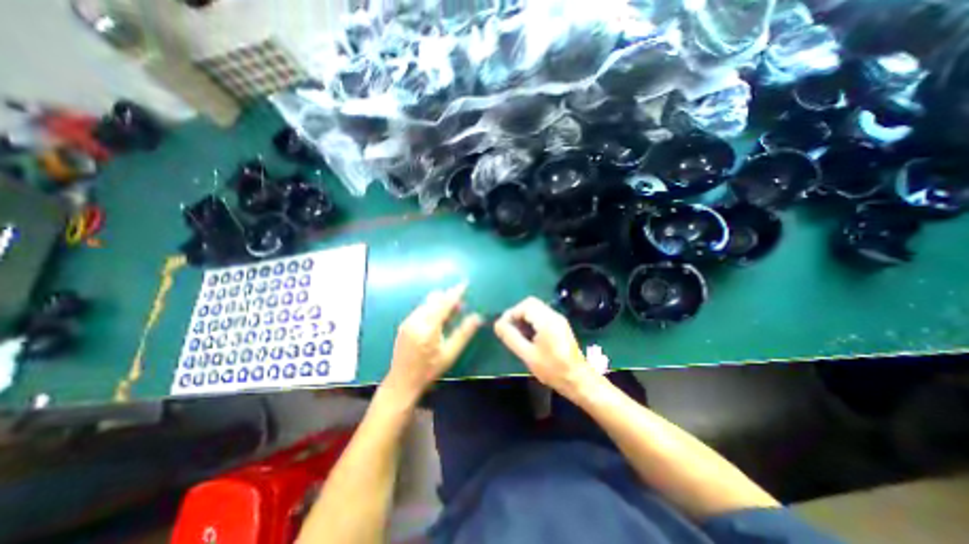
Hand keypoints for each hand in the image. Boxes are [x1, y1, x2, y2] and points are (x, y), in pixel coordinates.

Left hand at [382, 283, 479, 401]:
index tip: (464, 284)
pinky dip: (431, 308)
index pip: (444, 303)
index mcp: (428, 328)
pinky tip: (437, 321)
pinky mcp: (404, 323)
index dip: (456, 293)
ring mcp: (408, 320)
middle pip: (434, 298)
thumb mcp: (450, 353)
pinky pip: (421, 308)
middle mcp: (416, 320)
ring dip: (440, 303)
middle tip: (460, 308)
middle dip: (448, 298)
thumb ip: (464, 333)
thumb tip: (478, 317)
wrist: (402, 381)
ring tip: (450, 316)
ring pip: (427, 302)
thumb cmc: (429, 370)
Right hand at [495, 298, 602, 398]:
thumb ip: (511, 338)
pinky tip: (528, 337)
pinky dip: (532, 322)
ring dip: (524, 318)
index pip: (525, 305)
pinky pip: (542, 316)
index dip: (511, 313)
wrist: (578, 380)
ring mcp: (559, 320)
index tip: (503, 328)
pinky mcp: (560, 326)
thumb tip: (497, 324)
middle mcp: (554, 315)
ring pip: (536, 309)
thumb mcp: (528, 355)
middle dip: (517, 315)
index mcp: (547, 321)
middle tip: (509, 330)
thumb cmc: (553, 369)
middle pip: (531, 304)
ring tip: (517, 335)